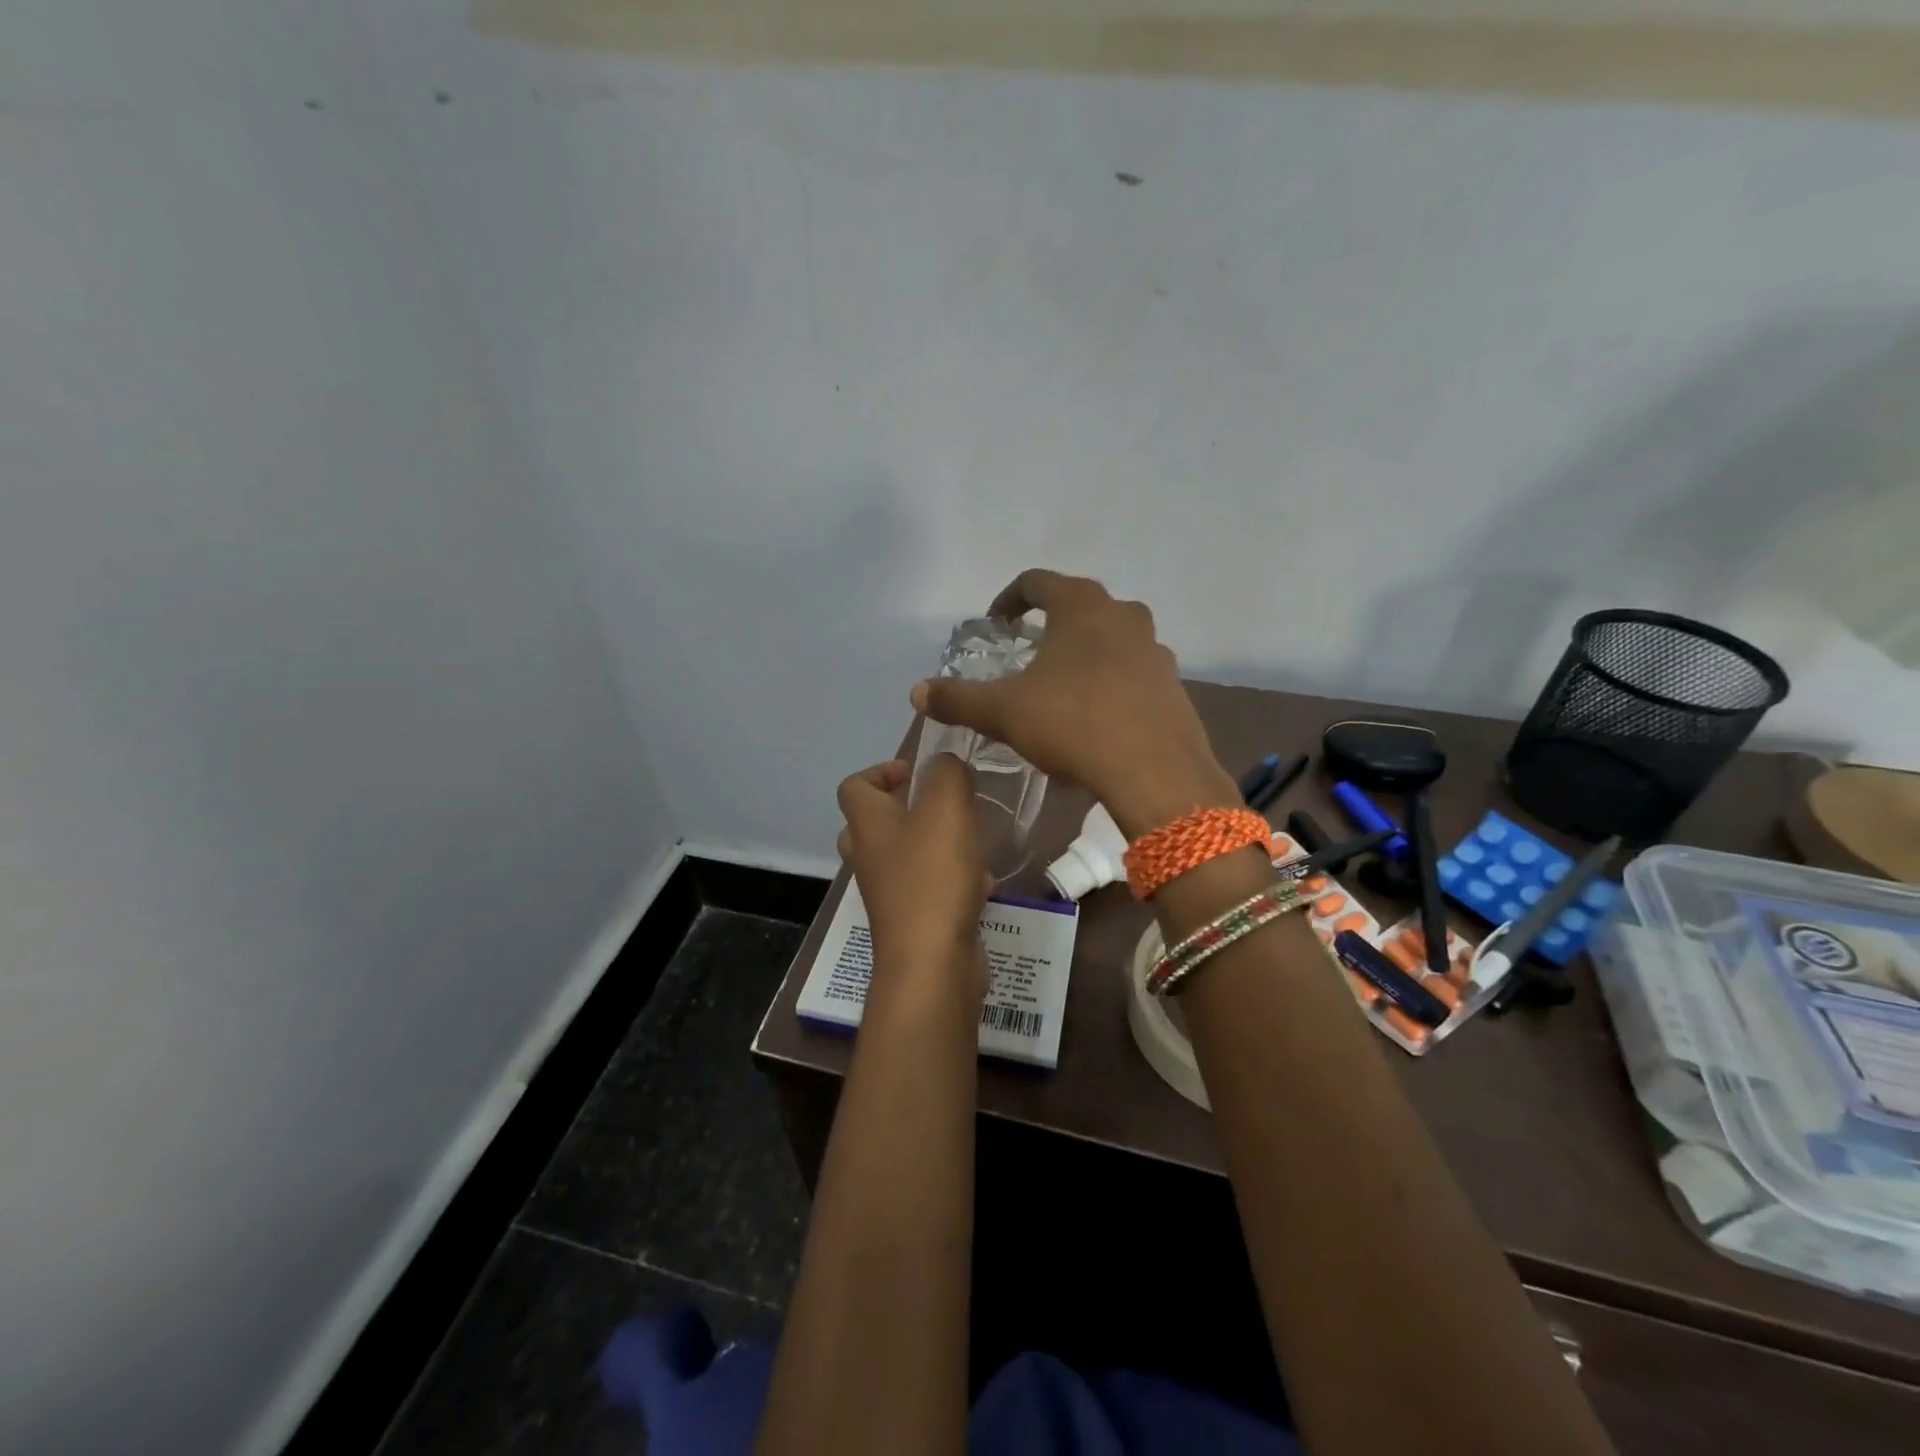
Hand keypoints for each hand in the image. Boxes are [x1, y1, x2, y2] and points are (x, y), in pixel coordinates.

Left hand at [836, 756, 990, 985]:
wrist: (931, 962)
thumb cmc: (933, 876)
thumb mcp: (947, 807)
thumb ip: (947, 774)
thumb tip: (945, 764)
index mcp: (868, 825)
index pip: (854, 786)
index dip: (880, 771)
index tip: (915, 772)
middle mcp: (869, 858)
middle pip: (871, 825)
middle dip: (903, 810)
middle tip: (938, 805)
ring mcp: (887, 894)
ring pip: (901, 858)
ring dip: (931, 845)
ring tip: (968, 840)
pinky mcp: (911, 921)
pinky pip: (926, 889)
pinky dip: (950, 881)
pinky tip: (982, 883)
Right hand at [911, 570, 1239, 838]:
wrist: (1156, 773)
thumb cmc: (1074, 725)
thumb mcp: (1004, 713)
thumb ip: (958, 698)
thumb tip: (918, 692)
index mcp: (1081, 607)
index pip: (1037, 582)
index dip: (1009, 599)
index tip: (997, 623)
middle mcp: (1124, 615)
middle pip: (1080, 606)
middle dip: (1051, 625)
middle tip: (1028, 653)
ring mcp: (1155, 649)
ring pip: (1112, 639)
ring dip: (1084, 653)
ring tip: (1062, 687)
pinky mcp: (1174, 685)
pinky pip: (1133, 672)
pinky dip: (1111, 682)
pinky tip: (1097, 718)